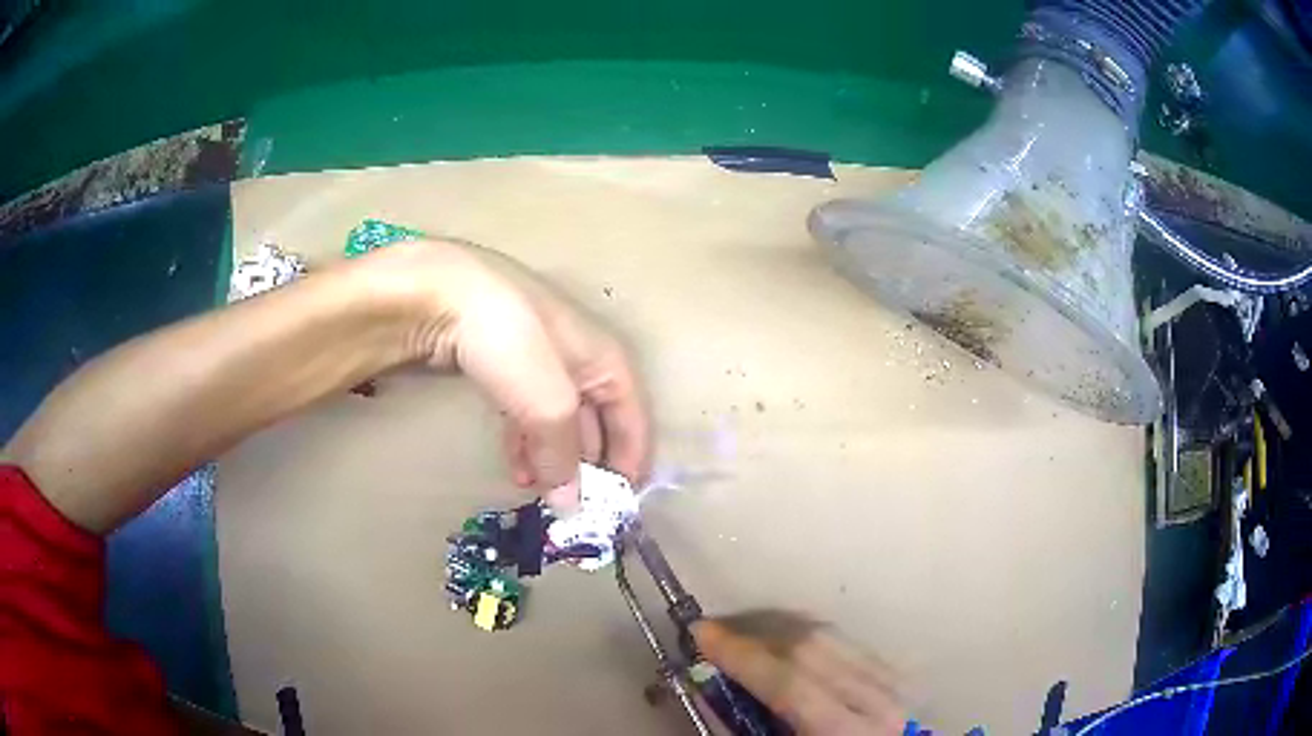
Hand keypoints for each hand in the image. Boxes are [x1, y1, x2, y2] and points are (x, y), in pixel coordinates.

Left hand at [367, 240, 650, 509]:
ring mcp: (541, 364)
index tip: (619, 507)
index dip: (631, 464)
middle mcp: (582, 362)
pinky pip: (527, 415)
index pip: (634, 421)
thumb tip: (571, 507)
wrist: (445, 295)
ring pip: (559, 424)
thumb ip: (564, 457)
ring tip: (538, 493)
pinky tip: (516, 469)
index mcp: (608, 362)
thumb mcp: (550, 405)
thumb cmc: (514, 343)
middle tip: (572, 507)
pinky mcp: (507, 369)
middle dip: (587, 468)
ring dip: (553, 461)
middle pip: (598, 425)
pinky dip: (526, 445)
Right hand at [692, 611, 904, 734]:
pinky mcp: (898, 677)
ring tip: (745, 636)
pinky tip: (789, 645)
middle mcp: (878, 702)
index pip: (789, 682)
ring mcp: (894, 685)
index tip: (701, 633)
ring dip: (783, 631)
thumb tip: (707, 687)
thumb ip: (741, 727)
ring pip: (835, 636)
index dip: (741, 654)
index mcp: (843, 733)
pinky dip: (814, 639)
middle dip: (757, 634)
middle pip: (814, 647)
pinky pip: (850, 644)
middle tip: (717, 633)